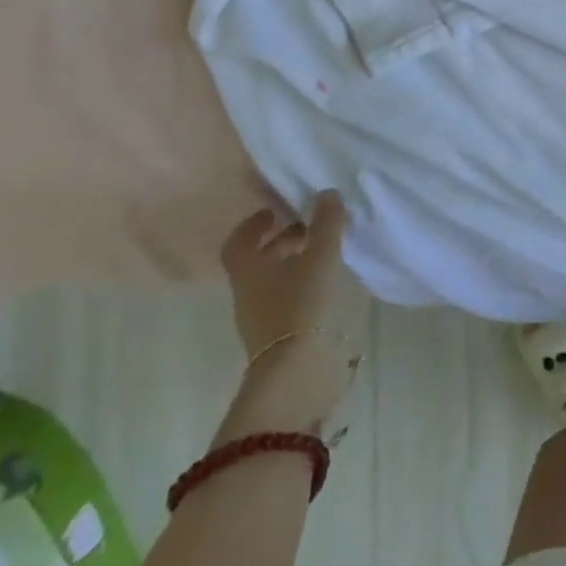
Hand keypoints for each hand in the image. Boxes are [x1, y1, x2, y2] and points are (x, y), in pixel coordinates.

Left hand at [219, 193, 369, 435]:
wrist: (297, 372)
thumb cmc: (300, 305)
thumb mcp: (319, 256)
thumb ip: (325, 223)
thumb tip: (326, 193)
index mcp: (248, 270)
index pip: (238, 242)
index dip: (253, 224)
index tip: (275, 210)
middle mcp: (248, 293)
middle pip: (258, 260)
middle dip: (282, 239)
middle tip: (311, 225)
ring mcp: (262, 318)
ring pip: (274, 280)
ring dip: (295, 262)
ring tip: (325, 251)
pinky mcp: (280, 337)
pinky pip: (287, 298)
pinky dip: (303, 283)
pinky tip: (327, 281)